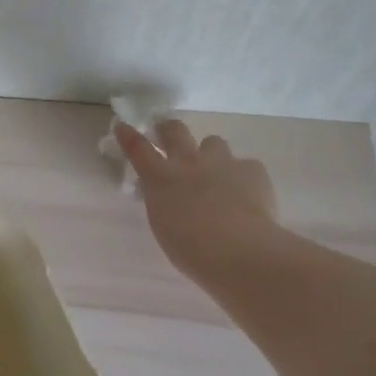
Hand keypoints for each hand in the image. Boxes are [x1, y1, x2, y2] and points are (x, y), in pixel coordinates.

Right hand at [114, 119, 278, 289]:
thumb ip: (163, 202)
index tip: (122, 125)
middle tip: (168, 134)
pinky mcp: (252, 169)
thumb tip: (167, 194)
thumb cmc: (191, 249)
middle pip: (174, 131)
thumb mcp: (163, 224)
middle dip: (168, 129)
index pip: (138, 149)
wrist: (239, 250)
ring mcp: (222, 162)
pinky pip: (245, 165)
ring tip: (216, 173)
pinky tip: (247, 194)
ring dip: (211, 154)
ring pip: (213, 142)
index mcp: (161, 179)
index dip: (128, 135)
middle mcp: (189, 162)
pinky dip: (243, 176)